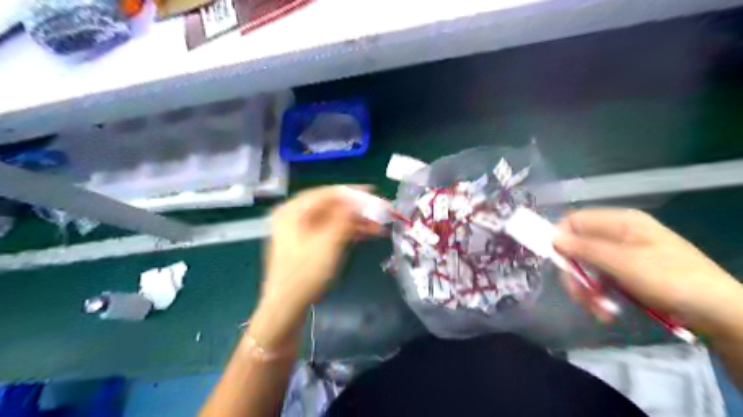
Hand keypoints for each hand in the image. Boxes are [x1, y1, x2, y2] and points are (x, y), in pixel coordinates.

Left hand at [260, 186, 379, 309]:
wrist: (286, 308)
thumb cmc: (305, 273)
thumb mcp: (328, 242)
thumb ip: (345, 217)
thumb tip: (360, 201)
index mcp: (293, 210)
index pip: (327, 193)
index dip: (352, 192)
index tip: (374, 193)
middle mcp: (294, 216)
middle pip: (331, 206)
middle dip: (357, 209)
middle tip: (380, 211)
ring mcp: (300, 231)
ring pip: (333, 219)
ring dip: (356, 221)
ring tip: (380, 225)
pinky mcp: (307, 245)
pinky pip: (331, 231)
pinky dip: (348, 232)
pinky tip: (367, 234)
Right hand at [553, 211, 742, 330]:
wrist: (719, 312)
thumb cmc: (671, 279)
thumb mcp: (624, 263)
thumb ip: (586, 248)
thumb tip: (553, 238)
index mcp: (620, 222)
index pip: (575, 221)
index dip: (560, 238)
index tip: (556, 262)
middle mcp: (618, 234)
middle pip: (579, 247)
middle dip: (577, 274)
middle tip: (579, 296)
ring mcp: (623, 254)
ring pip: (587, 267)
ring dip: (587, 289)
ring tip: (598, 310)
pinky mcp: (627, 273)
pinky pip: (601, 279)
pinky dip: (599, 295)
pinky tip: (606, 311)